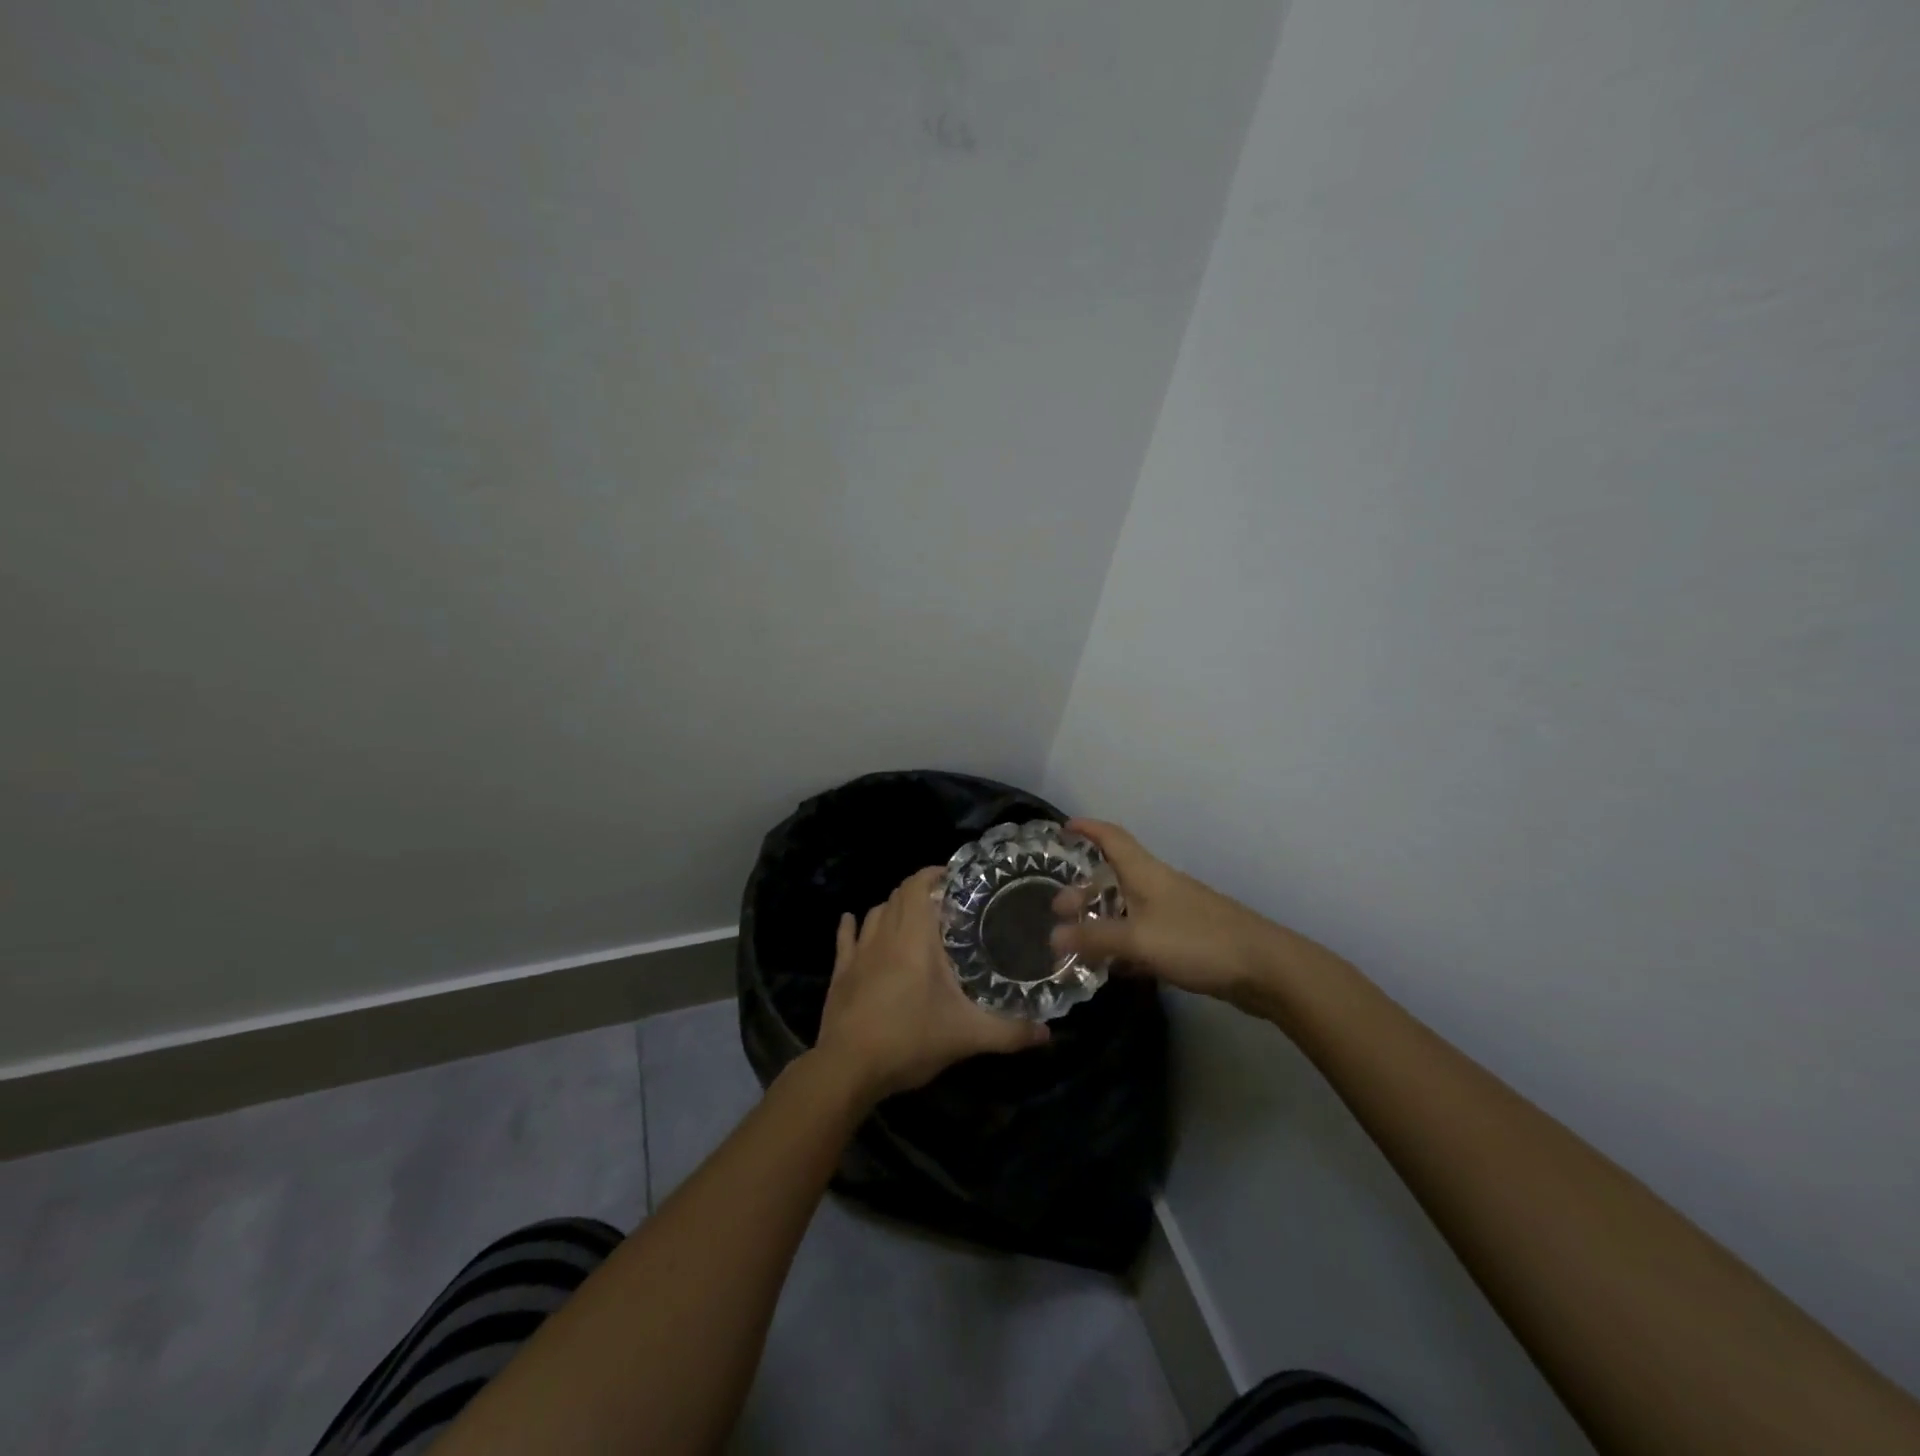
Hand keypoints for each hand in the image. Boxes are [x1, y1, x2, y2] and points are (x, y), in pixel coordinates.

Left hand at [815, 866, 1048, 1102]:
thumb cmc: (909, 1040)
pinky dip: (852, 926)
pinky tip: (852, 921)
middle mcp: (884, 936)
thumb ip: (1009, 1032)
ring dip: (892, 908)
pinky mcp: (840, 974)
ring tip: (911, 916)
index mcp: (914, 938)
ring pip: (874, 913)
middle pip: (897, 896)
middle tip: (943, 902)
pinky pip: (845, 939)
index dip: (931, 874)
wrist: (848, 1067)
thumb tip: (1047, 1032)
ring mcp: (858, 954)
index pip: (917, 886)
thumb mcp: (967, 1037)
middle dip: (918, 891)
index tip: (952, 877)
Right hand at [1049, 819, 1302, 1006]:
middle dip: (1083, 890)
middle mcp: (1158, 885)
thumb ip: (1094, 939)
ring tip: (1077, 943)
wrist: (1263, 967)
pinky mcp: (1186, 939)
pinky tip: (1113, 967)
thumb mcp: (1137, 938)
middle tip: (1058, 911)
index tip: (1064, 828)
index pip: (1111, 838)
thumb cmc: (1196, 941)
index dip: (1088, 829)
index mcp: (1145, 873)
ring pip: (1127, 908)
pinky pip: (1143, 934)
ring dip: (1101, 920)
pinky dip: (1124, 944)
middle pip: (1114, 877)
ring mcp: (1174, 912)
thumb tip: (1052, 937)